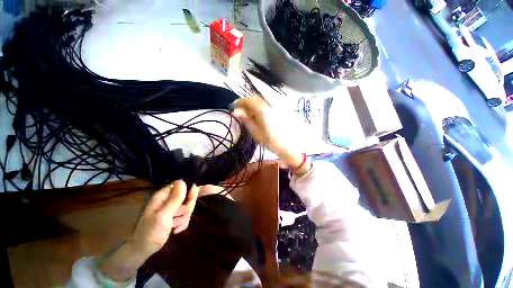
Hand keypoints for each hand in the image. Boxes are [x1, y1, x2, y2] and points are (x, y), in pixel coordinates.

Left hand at [130, 180, 198, 255]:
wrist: (142, 250)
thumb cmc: (150, 232)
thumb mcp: (163, 216)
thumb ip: (175, 199)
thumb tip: (183, 181)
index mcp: (164, 195)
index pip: (183, 185)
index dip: (190, 191)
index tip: (190, 201)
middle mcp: (169, 199)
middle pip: (188, 196)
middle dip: (186, 208)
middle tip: (177, 216)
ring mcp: (172, 208)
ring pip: (188, 206)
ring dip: (184, 217)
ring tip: (173, 225)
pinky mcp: (175, 217)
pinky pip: (186, 215)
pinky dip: (183, 223)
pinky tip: (175, 230)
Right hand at [232, 97, 310, 173]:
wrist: (287, 145)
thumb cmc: (270, 141)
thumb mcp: (255, 132)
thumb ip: (246, 120)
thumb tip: (237, 111)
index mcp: (261, 111)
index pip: (248, 101)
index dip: (239, 102)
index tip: (233, 108)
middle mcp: (268, 106)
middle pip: (254, 98)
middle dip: (245, 102)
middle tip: (240, 111)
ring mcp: (273, 108)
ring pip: (260, 101)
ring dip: (252, 104)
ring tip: (248, 114)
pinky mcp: (276, 111)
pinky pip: (265, 105)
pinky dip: (258, 107)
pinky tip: (257, 115)